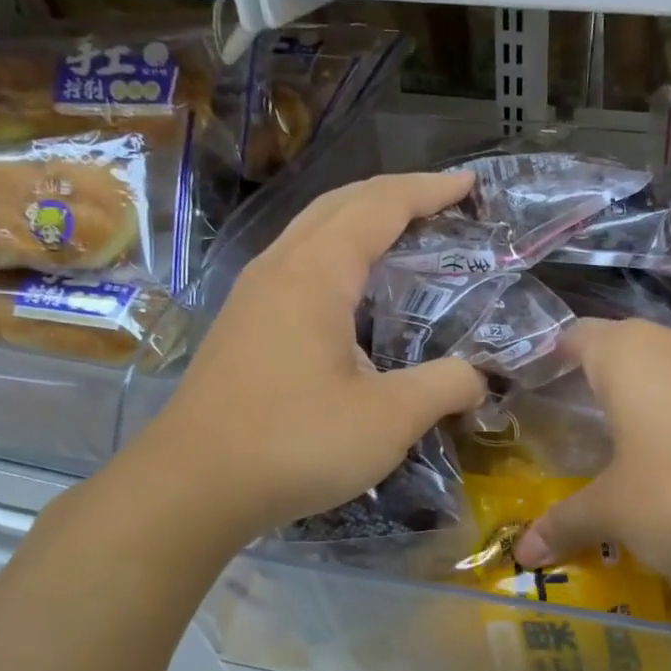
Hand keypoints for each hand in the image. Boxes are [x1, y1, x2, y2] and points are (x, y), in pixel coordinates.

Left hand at [115, 172, 486, 548]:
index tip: (470, 184)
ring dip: (361, 220)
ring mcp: (252, 296)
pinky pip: (297, 263)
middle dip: (395, 193)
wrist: (192, 487)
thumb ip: (444, 387)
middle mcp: (278, 269)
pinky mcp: (242, 326)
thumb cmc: (294, 444)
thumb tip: (478, 378)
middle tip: (443, 202)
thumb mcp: (388, 420)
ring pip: (312, 231)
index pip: (379, 206)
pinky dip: (337, 254)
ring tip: (403, 234)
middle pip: (340, 204)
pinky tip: (352, 293)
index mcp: (314, 274)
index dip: (428, 190)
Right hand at [512, 319, 670, 588]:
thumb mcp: (616, 514)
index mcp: (627, 353)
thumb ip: (565, 523)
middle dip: (594, 387)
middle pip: (620, 352)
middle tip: (569, 433)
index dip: (550, 361)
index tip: (532, 395)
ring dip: (642, 405)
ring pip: (665, 374)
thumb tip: (522, 552)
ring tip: (621, 454)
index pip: (574, 337)